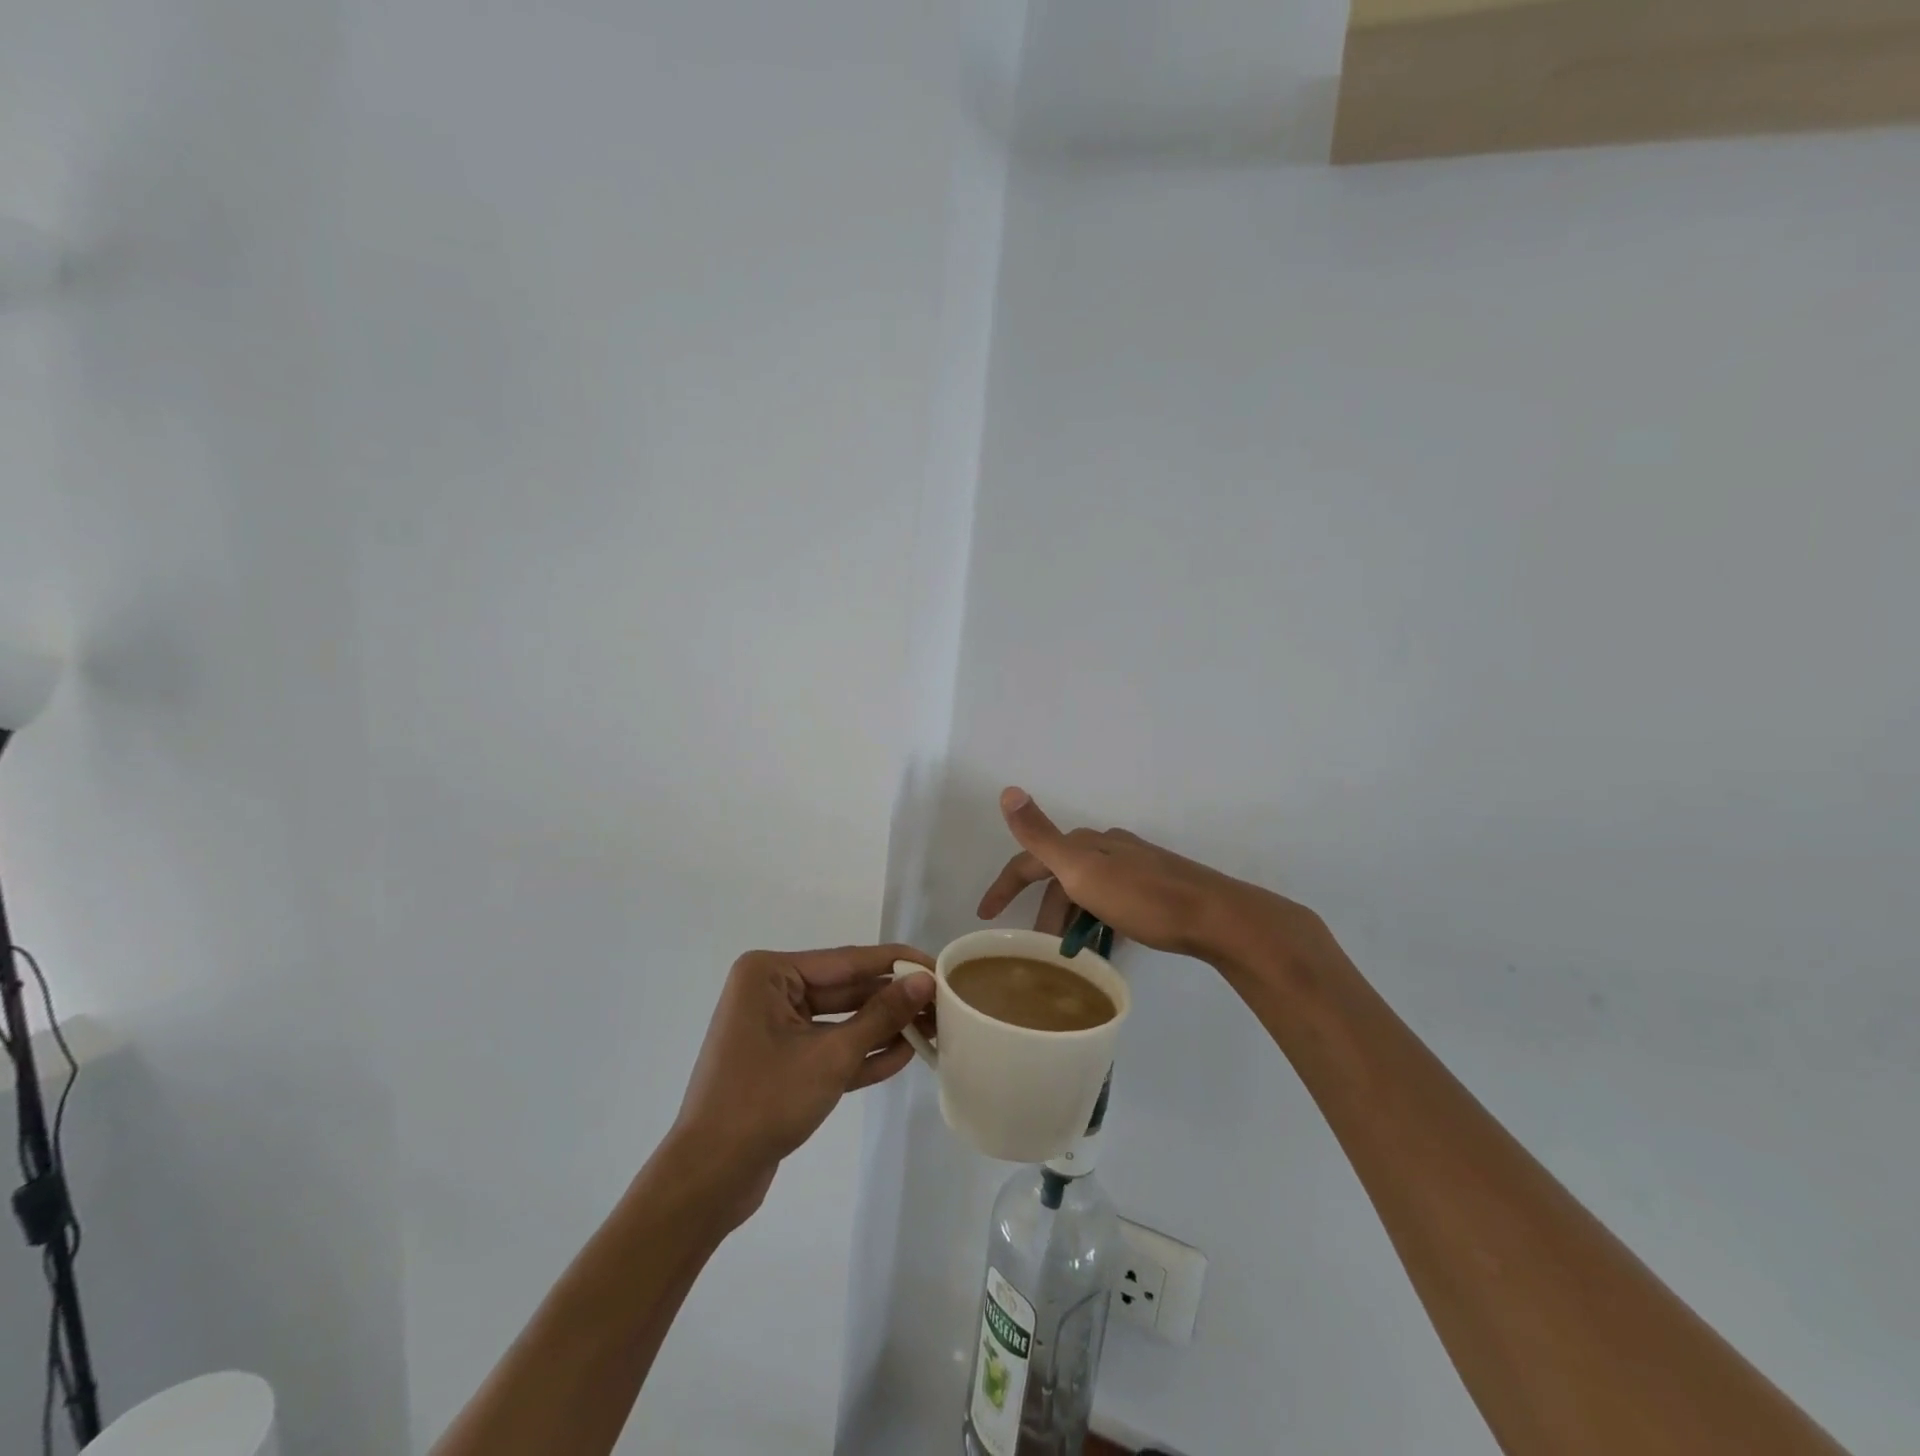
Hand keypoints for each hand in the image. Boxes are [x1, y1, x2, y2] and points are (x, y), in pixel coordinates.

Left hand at [671, 944, 933, 1221]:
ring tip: (932, 1029)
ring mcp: (774, 1029)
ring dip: (881, 1028)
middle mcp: (770, 992)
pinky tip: (903, 1055)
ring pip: (840, 1020)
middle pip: (845, 989)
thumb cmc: (765, 1101)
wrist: (708, 1178)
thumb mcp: (831, 1056)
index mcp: (770, 974)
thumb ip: (881, 1016)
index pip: (847, 960)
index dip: (896, 963)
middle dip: (892, 999)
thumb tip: (925, 982)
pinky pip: (828, 1048)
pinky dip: (861, 1053)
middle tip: (942, 1002)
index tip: (938, 965)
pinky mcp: (782, 1063)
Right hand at [977, 787, 1328, 973]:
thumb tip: (1008, 790)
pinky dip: (1097, 919)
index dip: (1004, 885)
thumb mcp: (1082, 870)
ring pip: (1087, 890)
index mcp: (1085, 845)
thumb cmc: (1144, 899)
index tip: (985, 916)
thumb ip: (1041, 835)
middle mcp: (1108, 848)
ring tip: (1069, 952)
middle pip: (1060, 877)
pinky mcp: (1156, 886)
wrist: (1216, 916)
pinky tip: (1106, 941)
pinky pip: (1111, 901)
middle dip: (1043, 911)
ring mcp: (1134, 866)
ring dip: (1071, 917)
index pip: (1030, 861)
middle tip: (1037, 948)